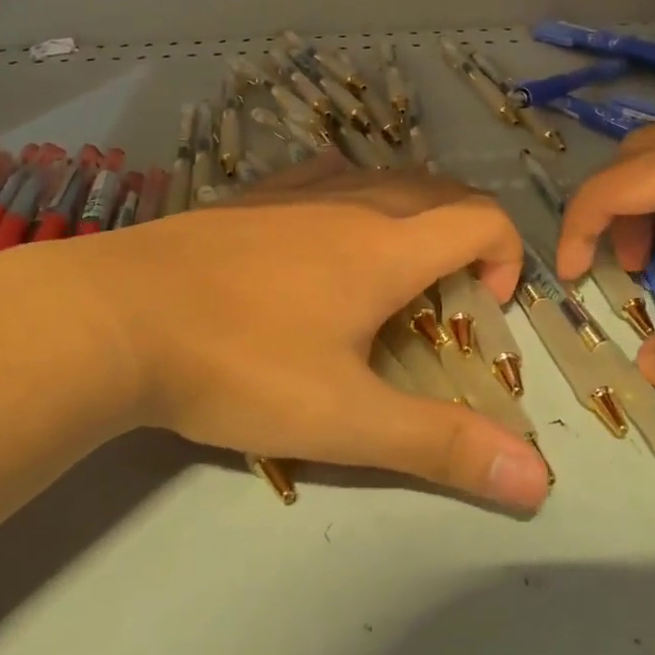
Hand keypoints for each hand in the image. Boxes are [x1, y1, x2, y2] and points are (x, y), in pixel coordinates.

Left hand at [68, 154, 551, 511]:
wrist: (117, 316)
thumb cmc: (240, 365)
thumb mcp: (345, 419)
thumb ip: (441, 446)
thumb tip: (537, 480)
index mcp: (388, 246)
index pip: (483, 219)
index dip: (507, 257)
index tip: (484, 308)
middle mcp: (355, 201)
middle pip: (442, 192)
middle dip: (468, 237)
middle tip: (448, 297)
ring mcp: (300, 189)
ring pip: (385, 179)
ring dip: (416, 215)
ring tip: (394, 271)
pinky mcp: (254, 194)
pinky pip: (327, 174)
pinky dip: (355, 194)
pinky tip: (327, 229)